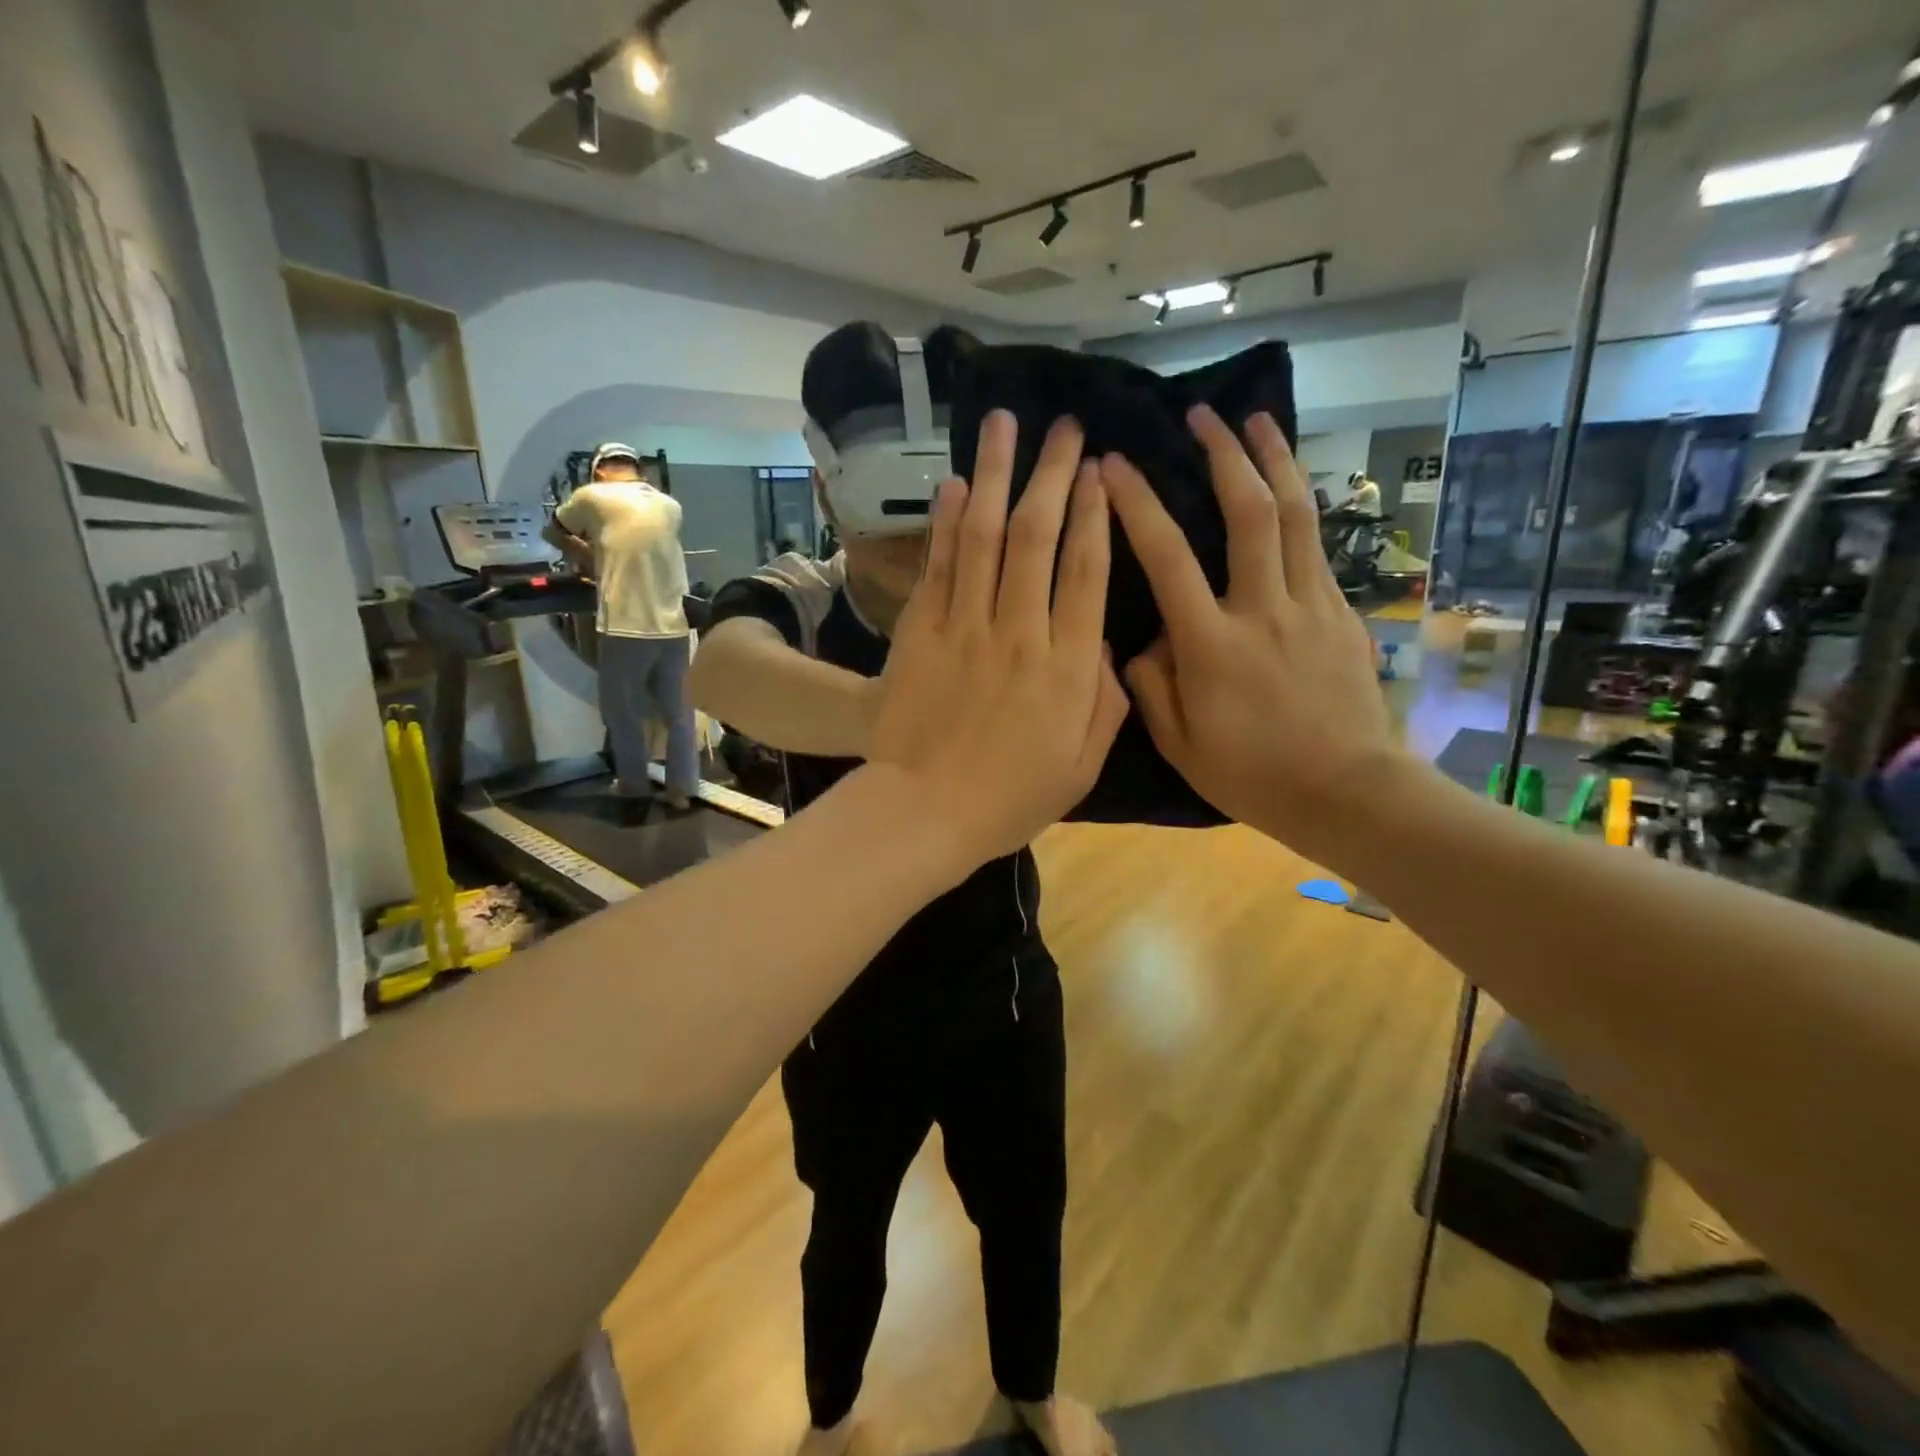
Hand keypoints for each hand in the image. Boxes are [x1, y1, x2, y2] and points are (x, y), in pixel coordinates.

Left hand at [868, 410, 1129, 865]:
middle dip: (1053, 474)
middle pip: (1038, 536)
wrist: (924, 811)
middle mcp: (1019, 631)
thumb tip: (1105, 644)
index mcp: (1066, 666)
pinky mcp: (921, 632)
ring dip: (997, 475)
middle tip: (1065, 427)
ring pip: (986, 536)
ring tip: (1005, 423)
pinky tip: (956, 483)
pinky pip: (939, 566)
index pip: (1086, 571)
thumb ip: (1104, 701)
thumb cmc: (1010, 797)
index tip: (1100, 470)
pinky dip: (948, 522)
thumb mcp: (1082, 765)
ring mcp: (965, 626)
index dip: (1095, 514)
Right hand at [1101, 405, 1396, 857]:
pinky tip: (1289, 486)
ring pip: (1296, 515)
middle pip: (1247, 513)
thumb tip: (1142, 639)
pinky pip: (1317, 545)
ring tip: (1258, 419)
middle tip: (1202, 415)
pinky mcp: (1343, 612)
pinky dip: (1301, 504)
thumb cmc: (1253, 775)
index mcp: (1213, 645)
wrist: (1349, 791)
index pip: (1168, 558)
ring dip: (1275, 459)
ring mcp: (1312, 605)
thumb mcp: (1179, 744)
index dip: (1139, 505)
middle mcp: (1263, 610)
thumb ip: (1150, 685)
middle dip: (1223, 455)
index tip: (1115, 465)